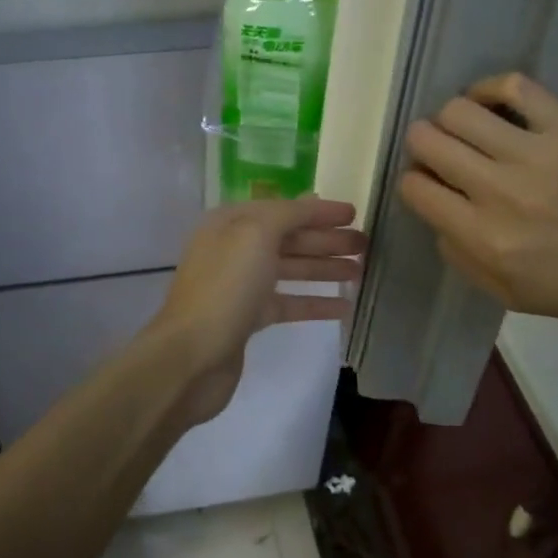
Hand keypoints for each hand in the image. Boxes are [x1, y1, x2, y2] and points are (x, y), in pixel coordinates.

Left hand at [149, 198, 366, 426]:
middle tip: (366, 245)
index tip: (354, 213)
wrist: (192, 355)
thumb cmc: (225, 287)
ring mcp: (240, 286)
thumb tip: (310, 202)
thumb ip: (286, 214)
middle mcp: (234, 249)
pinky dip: (314, 302)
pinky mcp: (247, 319)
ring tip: (360, 271)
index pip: (282, 209)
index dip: (318, 210)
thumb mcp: (255, 234)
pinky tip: (344, 306)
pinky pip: (287, 303)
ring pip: (290, 270)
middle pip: (288, 239)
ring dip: (324, 268)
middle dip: (326, 239)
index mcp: (230, 223)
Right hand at [398, 74, 557, 331]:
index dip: (414, 181)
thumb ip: (461, 257)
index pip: (415, 188)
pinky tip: (494, 103)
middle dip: (424, 144)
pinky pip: (513, 86)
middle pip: (427, 140)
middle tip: (443, 151)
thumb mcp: (511, 295)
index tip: (430, 182)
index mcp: (485, 238)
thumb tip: (438, 214)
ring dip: (452, 119)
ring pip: (458, 110)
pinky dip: (490, 89)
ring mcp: (538, 154)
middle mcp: (501, 192)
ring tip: (471, 129)